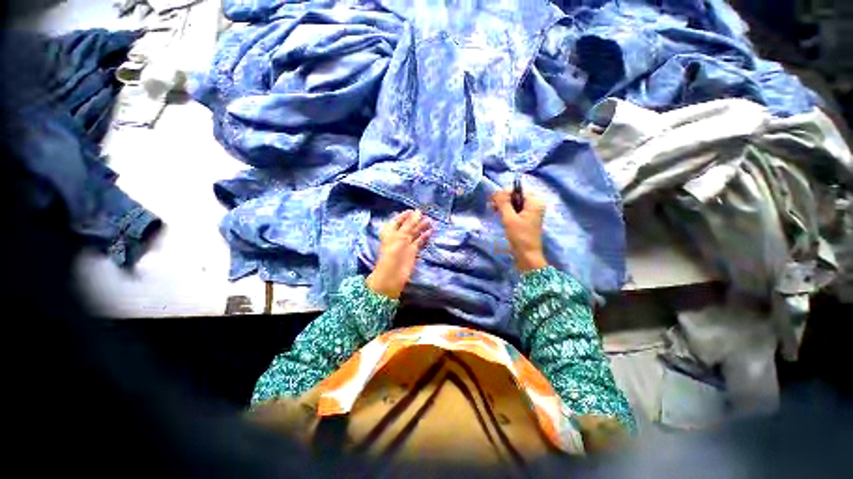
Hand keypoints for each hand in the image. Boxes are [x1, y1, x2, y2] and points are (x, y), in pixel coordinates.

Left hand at [366, 210, 431, 298]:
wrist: (392, 274)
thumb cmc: (393, 252)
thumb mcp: (401, 236)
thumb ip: (410, 224)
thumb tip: (418, 211)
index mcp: (390, 231)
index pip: (398, 220)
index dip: (406, 215)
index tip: (415, 210)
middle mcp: (398, 236)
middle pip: (408, 226)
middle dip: (416, 220)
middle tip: (426, 215)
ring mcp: (405, 244)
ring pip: (414, 233)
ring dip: (421, 227)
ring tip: (430, 221)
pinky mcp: (412, 251)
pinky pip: (419, 241)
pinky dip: (424, 237)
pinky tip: (430, 232)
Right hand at [492, 188, 547, 271]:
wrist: (527, 255)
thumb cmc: (520, 236)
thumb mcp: (509, 219)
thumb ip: (503, 203)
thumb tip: (496, 192)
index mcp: (535, 202)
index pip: (518, 190)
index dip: (505, 193)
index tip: (493, 200)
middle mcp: (535, 204)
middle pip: (516, 195)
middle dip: (503, 199)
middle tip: (491, 206)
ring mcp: (531, 212)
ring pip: (515, 202)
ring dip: (504, 205)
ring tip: (494, 210)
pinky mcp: (526, 218)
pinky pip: (516, 209)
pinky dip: (507, 210)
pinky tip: (499, 214)